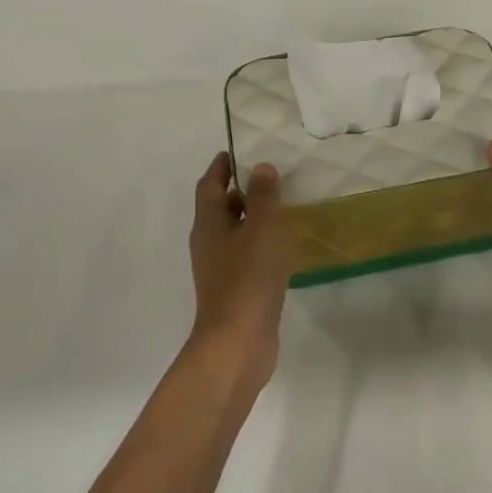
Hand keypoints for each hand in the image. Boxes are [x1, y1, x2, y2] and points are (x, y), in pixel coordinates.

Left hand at [188, 152, 293, 384]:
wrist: (238, 342)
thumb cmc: (248, 278)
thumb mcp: (262, 229)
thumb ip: (263, 196)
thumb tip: (260, 168)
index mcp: (208, 223)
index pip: (210, 185)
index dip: (222, 166)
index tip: (238, 150)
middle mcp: (209, 243)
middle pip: (220, 208)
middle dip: (240, 191)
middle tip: (269, 175)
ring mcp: (220, 269)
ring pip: (235, 233)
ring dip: (252, 218)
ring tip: (281, 206)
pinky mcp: (235, 290)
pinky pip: (246, 256)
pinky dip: (260, 244)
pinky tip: (283, 246)